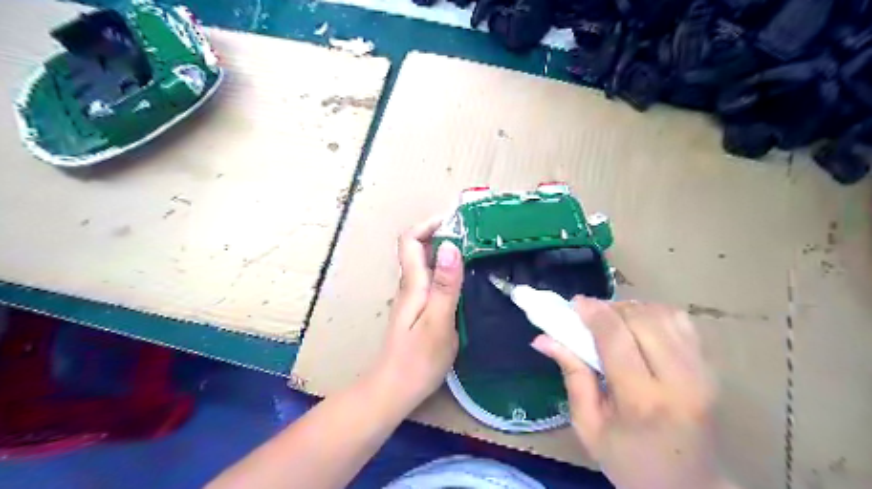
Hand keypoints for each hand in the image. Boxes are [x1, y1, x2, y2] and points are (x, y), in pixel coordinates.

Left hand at [368, 216, 462, 410]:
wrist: (393, 390)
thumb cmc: (417, 360)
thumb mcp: (438, 322)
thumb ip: (445, 285)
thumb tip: (451, 246)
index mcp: (412, 284)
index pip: (411, 241)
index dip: (428, 224)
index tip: (455, 220)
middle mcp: (410, 286)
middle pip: (419, 249)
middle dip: (442, 234)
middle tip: (474, 233)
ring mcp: (413, 299)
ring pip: (427, 264)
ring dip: (446, 251)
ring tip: (476, 250)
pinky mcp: (419, 310)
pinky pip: (432, 280)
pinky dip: (447, 271)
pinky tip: (466, 280)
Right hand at [536, 297, 730, 488]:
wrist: (689, 487)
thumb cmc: (630, 462)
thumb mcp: (589, 427)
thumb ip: (572, 376)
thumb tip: (543, 338)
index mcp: (642, 401)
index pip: (616, 338)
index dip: (593, 313)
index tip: (574, 303)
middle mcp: (679, 381)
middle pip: (640, 319)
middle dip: (610, 309)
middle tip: (589, 316)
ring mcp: (702, 372)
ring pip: (662, 314)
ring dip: (631, 310)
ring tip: (613, 322)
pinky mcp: (711, 368)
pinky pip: (681, 321)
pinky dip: (654, 314)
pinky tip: (639, 327)